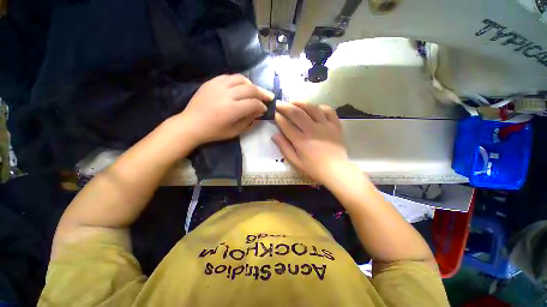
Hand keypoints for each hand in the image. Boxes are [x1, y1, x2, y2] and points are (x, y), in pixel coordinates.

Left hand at [174, 74, 273, 145]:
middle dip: (262, 93)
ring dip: (251, 85)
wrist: (191, 124)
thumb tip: (259, 111)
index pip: (254, 103)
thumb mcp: (235, 131)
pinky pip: (229, 76)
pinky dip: (239, 81)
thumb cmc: (214, 131)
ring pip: (241, 79)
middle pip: (250, 89)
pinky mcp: (212, 82)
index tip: (265, 109)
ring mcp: (218, 85)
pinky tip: (241, 87)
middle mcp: (227, 94)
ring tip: (255, 91)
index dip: (262, 106)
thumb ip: (249, 120)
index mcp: (232, 110)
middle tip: (268, 97)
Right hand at [273, 101, 350, 185]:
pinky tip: (314, 107)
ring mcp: (325, 126)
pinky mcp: (335, 125)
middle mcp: (312, 130)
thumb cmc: (314, 168)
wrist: (336, 171)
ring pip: (312, 108)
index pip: (286, 125)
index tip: (274, 113)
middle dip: (285, 106)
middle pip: (297, 113)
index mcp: (301, 141)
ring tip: (293, 101)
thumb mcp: (295, 162)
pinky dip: (320, 106)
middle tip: (279, 103)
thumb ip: (284, 148)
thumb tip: (274, 135)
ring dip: (301, 102)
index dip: (279, 118)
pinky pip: (329, 110)